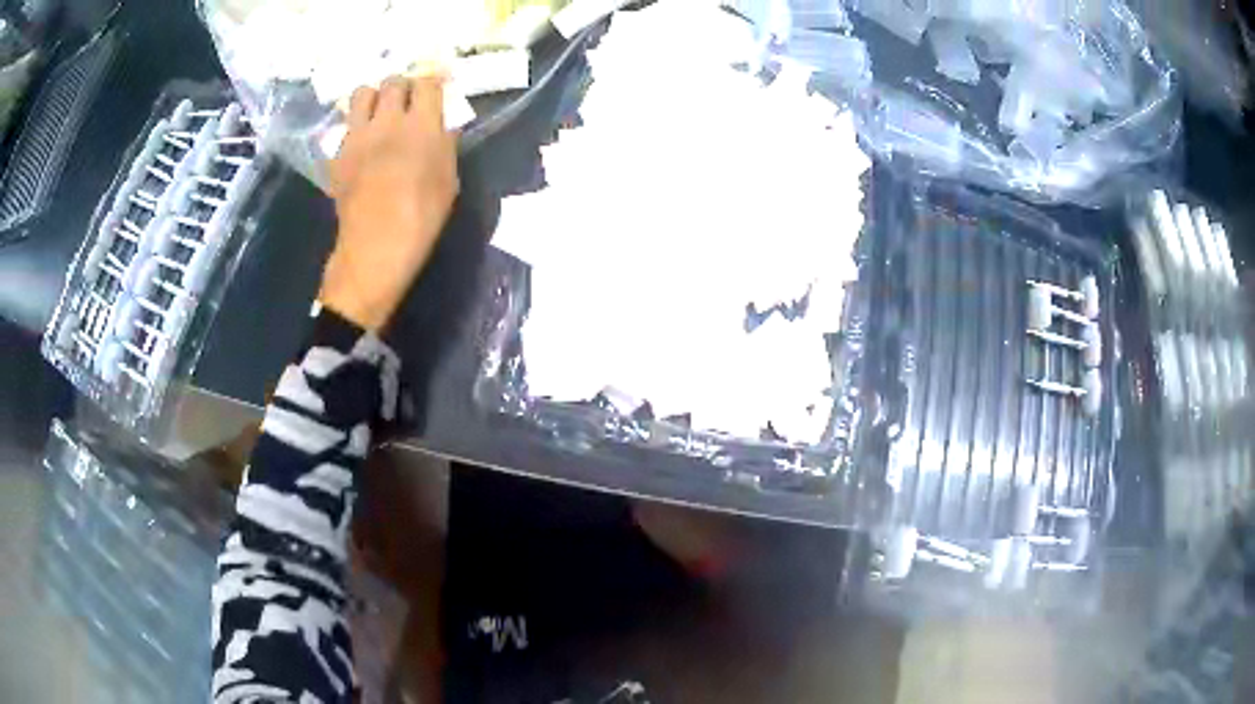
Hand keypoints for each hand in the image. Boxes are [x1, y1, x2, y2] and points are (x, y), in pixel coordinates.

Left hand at [321, 74, 459, 331]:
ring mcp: (358, 136)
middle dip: (402, 87)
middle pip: (393, 82)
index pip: (427, 82)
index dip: (432, 83)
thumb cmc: (422, 216)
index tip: (434, 90)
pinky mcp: (338, 154)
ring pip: (362, 93)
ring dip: (373, 98)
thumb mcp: (449, 180)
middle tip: (405, 102)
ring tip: (378, 114)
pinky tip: (361, 144)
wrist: (376, 245)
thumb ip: (445, 145)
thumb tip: (442, 127)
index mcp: (422, 125)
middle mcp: (388, 121)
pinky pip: (345, 126)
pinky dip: (355, 128)